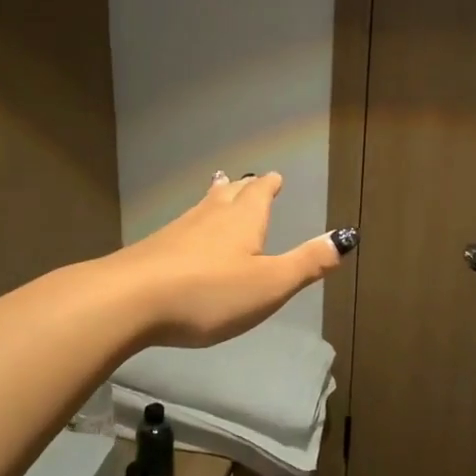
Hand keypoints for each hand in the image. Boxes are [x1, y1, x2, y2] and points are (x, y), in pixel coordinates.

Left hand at [119, 172, 356, 347]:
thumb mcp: (269, 285)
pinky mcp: (153, 249)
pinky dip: (193, 222)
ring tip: (219, 188)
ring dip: (216, 197)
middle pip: (230, 195)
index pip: (260, 193)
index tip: (275, 176)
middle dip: (244, 188)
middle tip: (248, 179)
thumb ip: (307, 263)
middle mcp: (211, 216)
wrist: (129, 300)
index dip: (270, 185)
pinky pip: (182, 226)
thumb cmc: (209, 293)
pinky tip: (184, 232)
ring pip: (204, 206)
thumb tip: (347, 236)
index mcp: (244, 220)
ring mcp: (178, 230)